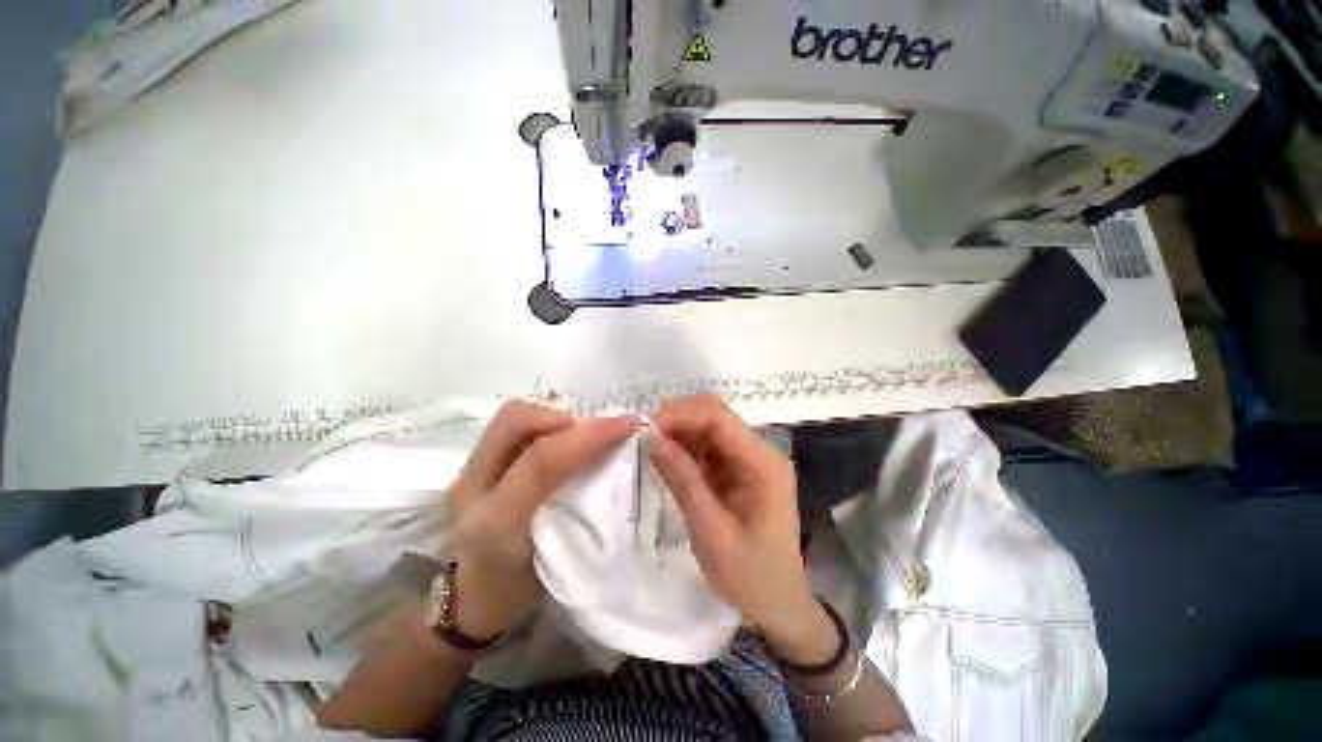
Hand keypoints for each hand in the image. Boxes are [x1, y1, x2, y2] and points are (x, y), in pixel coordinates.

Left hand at [445, 402, 637, 638]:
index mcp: (496, 524)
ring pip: (511, 416)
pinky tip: (561, 440)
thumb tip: (622, 463)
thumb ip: (588, 512)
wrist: (475, 596)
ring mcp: (466, 472)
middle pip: (515, 421)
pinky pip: (511, 426)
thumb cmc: (524, 588)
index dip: (591, 436)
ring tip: (579, 435)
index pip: (542, 462)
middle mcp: (472, 490)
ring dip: (554, 417)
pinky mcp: (471, 463)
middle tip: (594, 433)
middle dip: (564, 417)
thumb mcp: (565, 562)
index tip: (629, 425)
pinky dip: (543, 423)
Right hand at [649, 395, 836, 665]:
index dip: (682, 415)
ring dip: (680, 432)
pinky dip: (685, 448)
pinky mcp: (738, 470)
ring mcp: (750, 460)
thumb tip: (653, 439)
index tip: (648, 429)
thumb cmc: (750, 578)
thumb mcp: (711, 533)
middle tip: (646, 437)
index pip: (721, 419)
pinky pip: (709, 447)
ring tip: (651, 446)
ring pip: (710, 428)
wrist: (778, 605)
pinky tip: (667, 458)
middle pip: (716, 416)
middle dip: (679, 419)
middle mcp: (760, 453)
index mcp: (763, 464)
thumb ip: (683, 481)